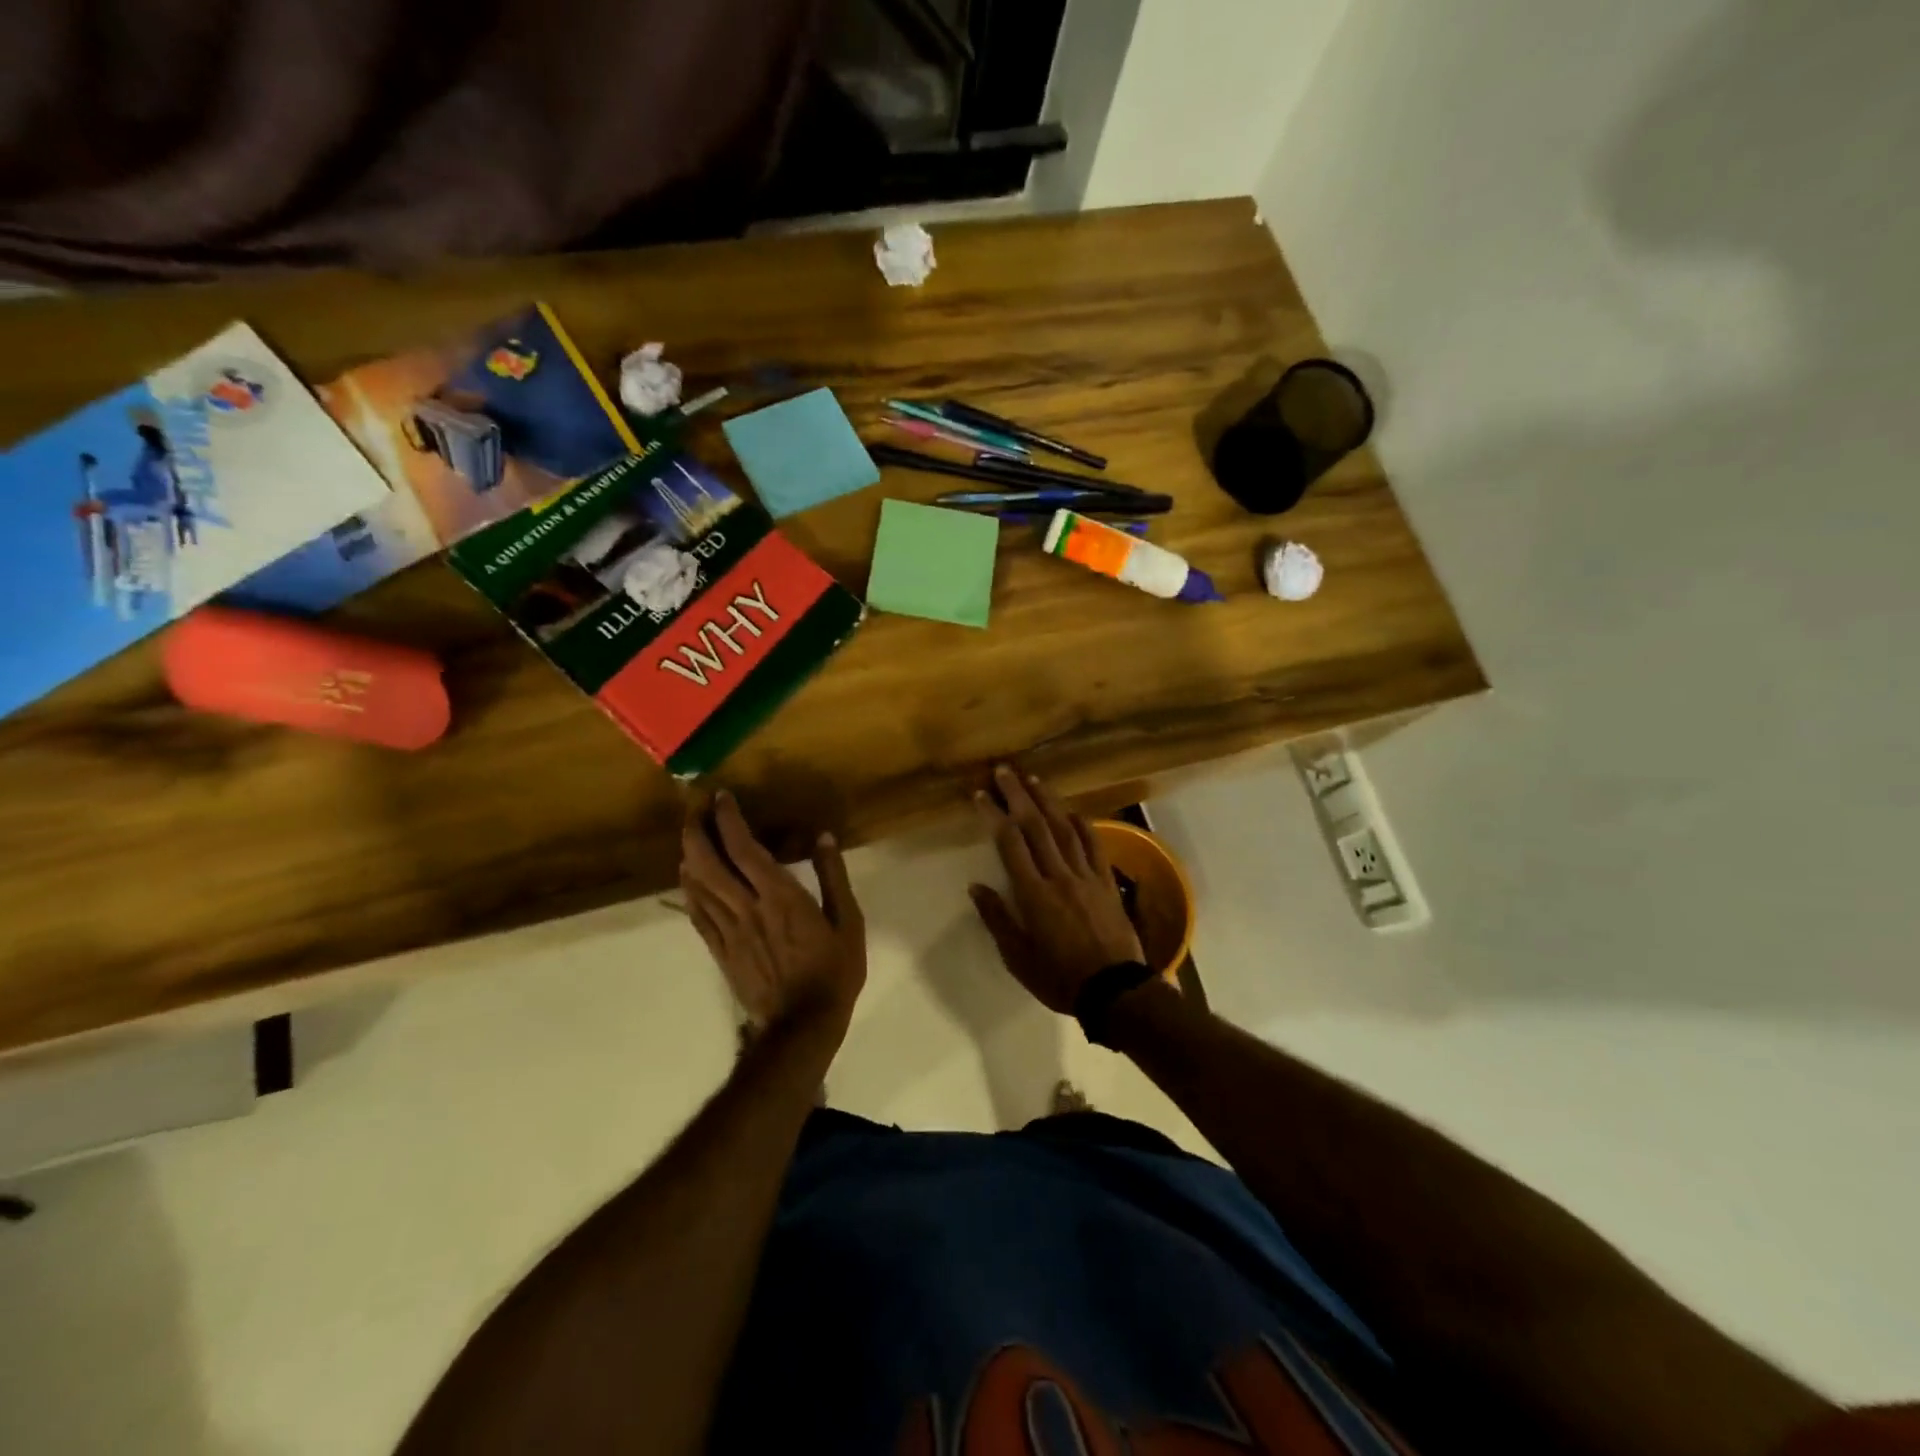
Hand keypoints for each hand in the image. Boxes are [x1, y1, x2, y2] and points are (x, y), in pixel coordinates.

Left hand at [680, 792, 866, 1035]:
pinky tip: (687, 876)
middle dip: (696, 830)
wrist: (802, 1025)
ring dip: (689, 854)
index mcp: (780, 896)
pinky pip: (696, 913)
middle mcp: (747, 907)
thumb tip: (823, 837)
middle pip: (708, 862)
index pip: (744, 848)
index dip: (728, 819)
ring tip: (690, 834)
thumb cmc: (833, 971)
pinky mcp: (720, 950)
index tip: (721, 796)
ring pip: (697, 885)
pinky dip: (688, 889)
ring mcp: (728, 930)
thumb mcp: (849, 922)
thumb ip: (834, 877)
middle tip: (695, 808)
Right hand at [969, 765, 1144, 1014]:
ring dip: (1048, 801)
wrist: (1115, 991)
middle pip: (1036, 826)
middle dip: (1017, 795)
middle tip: (1003, 771)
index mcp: (1033, 895)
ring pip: (1065, 828)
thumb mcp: (1018, 958)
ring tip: (1032, 779)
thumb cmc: (1059, 978)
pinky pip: (1094, 845)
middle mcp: (1059, 876)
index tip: (981, 795)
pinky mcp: (1107, 881)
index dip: (994, 815)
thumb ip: (997, 919)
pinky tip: (1071, 810)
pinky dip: (1082, 824)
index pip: (1010, 844)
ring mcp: (1086, 876)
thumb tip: (976, 886)